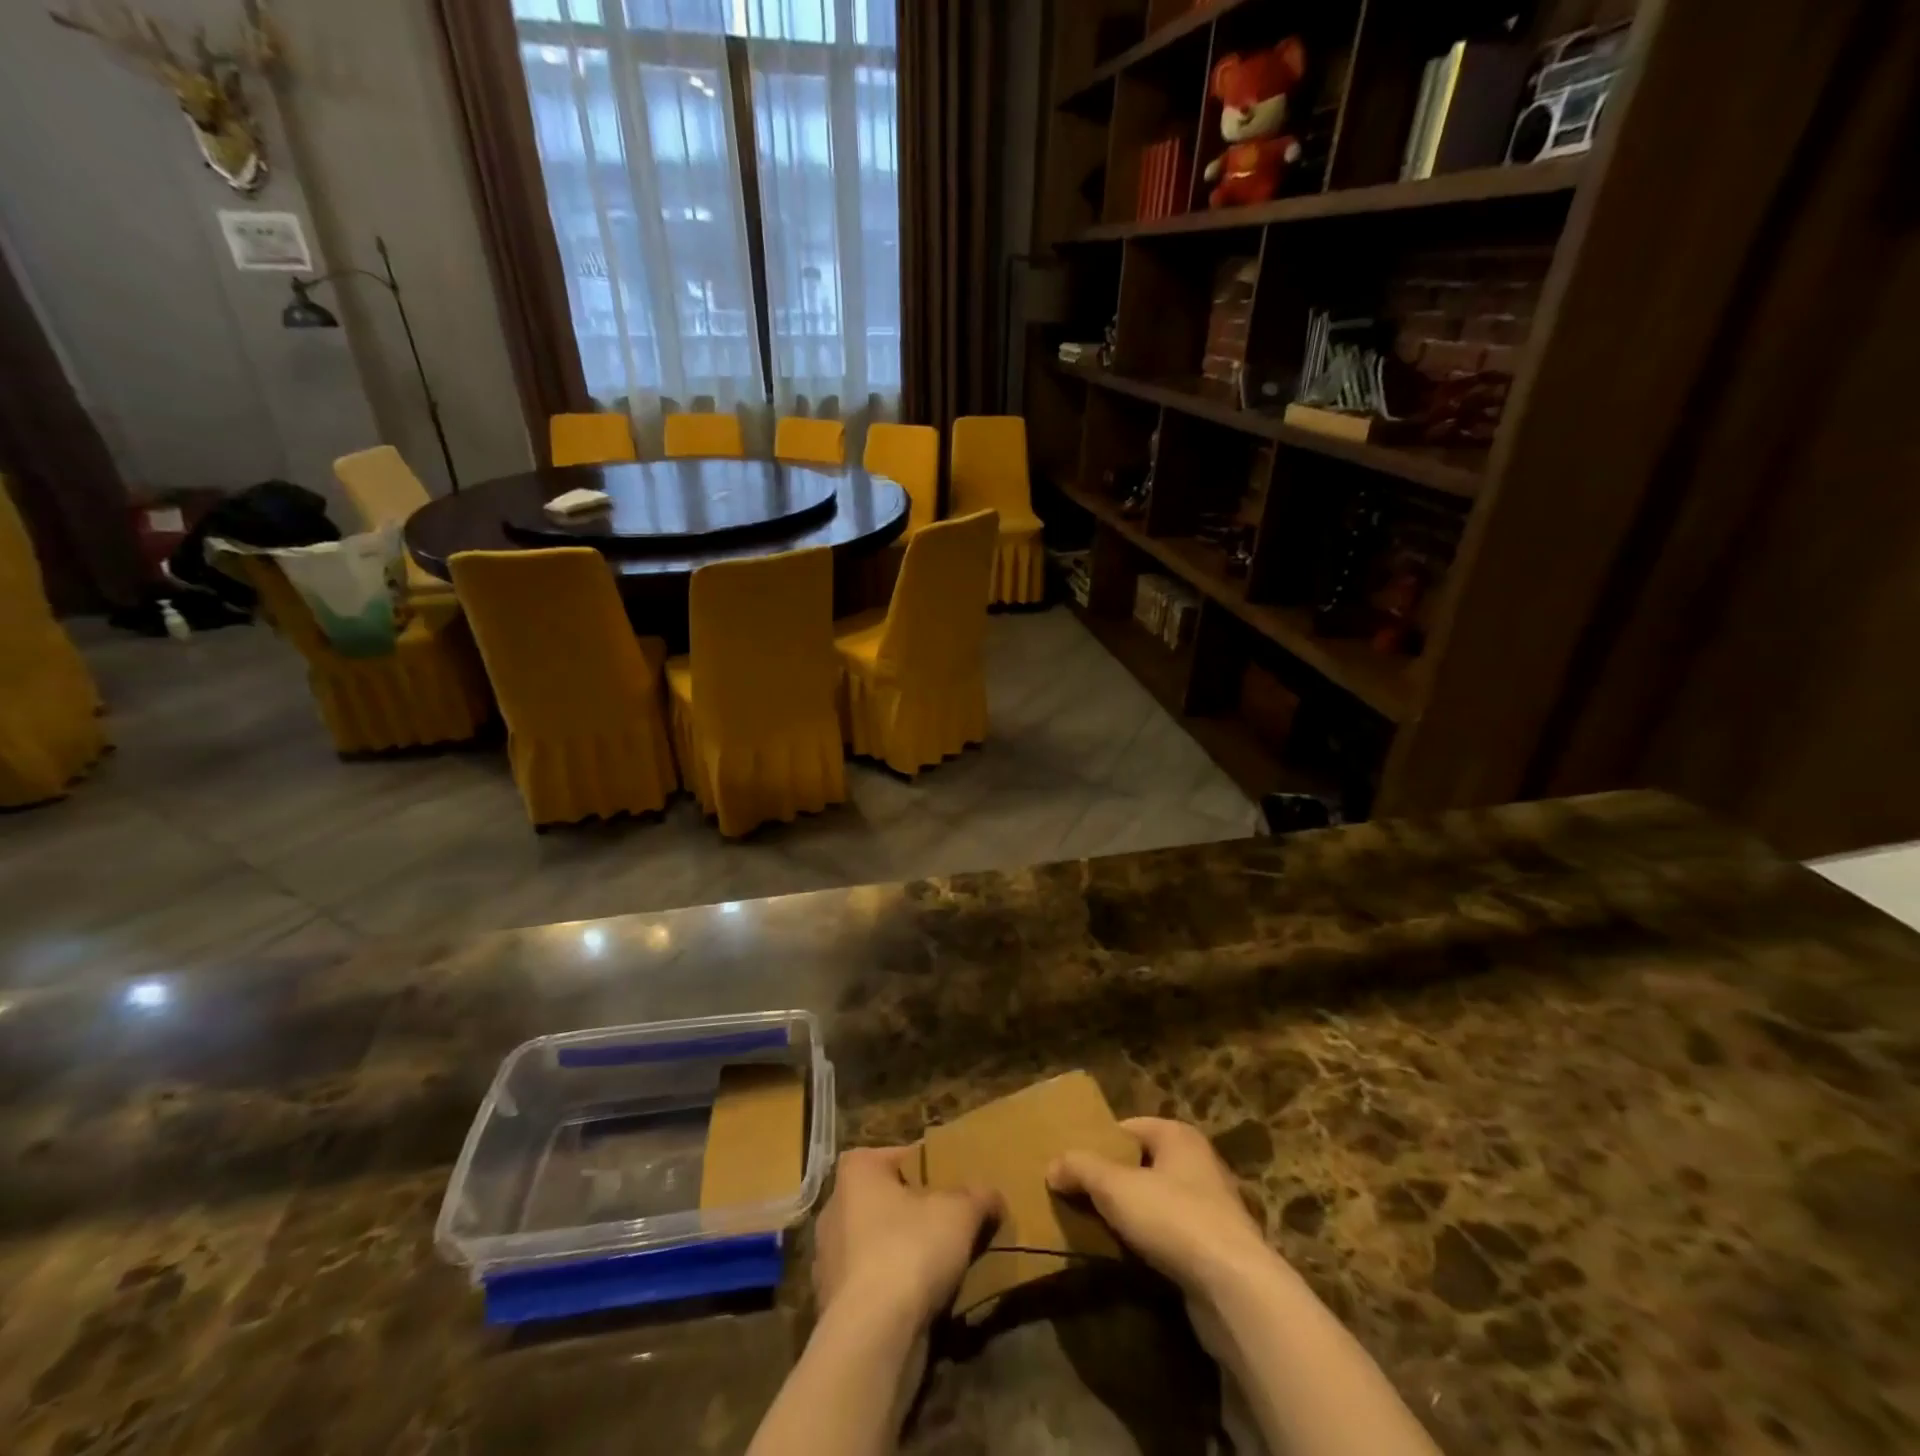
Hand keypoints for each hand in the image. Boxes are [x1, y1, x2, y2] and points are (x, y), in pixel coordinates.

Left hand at [812, 1146, 1001, 1332]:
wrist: (872, 1338)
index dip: (927, 1166)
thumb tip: (993, 1195)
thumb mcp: (960, 1212)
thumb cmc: (910, 1250)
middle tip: (950, 1220)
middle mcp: (834, 1208)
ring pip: (877, 1243)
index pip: (897, 1156)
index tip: (952, 1181)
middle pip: (886, 1200)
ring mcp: (829, 1260)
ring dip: (904, 1252)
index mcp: (856, 1172)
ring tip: (942, 1263)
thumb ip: (979, 1196)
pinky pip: (872, 1284)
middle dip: (915, 1210)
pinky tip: (922, 1299)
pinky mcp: (832, 1306)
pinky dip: (893, 1288)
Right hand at [1047, 1117, 1271, 1299]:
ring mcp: (1212, 1208)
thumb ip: (1081, 1169)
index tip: (1072, 1164)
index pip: (1129, 1127)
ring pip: (1157, 1202)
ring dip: (1131, 1215)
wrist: (1235, 1289)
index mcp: (1178, 1136)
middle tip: (1077, 1195)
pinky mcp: (1216, 1250)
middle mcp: (1198, 1163)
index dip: (1099, 1143)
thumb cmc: (1174, 1218)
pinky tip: (1128, 1258)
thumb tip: (1052, 1166)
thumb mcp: (1115, 1186)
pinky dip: (1150, 1243)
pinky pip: (1171, 1236)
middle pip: (1142, 1164)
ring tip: (1096, 1229)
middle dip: (1112, 1180)